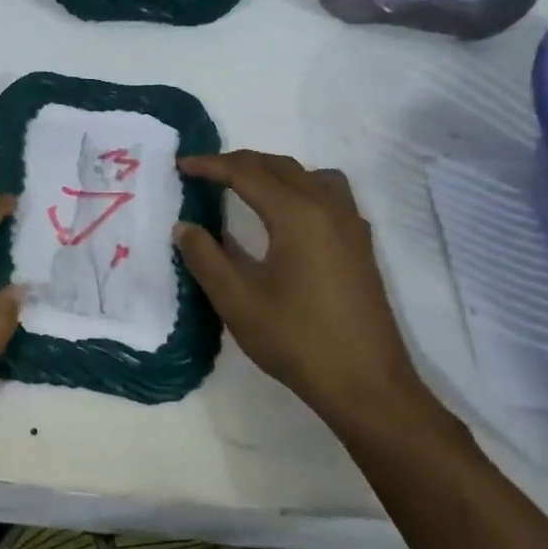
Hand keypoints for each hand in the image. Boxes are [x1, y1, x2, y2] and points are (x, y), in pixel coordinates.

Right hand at [174, 151, 443, 439]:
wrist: (366, 385)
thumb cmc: (297, 339)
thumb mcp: (237, 300)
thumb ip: (205, 257)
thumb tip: (184, 227)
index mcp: (296, 214)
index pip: (246, 172)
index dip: (210, 165)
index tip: (180, 165)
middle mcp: (327, 207)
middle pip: (277, 166)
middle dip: (237, 163)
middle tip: (202, 172)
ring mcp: (350, 224)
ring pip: (307, 174)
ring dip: (270, 171)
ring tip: (243, 186)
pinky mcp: (360, 244)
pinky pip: (328, 192)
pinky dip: (299, 186)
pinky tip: (285, 215)